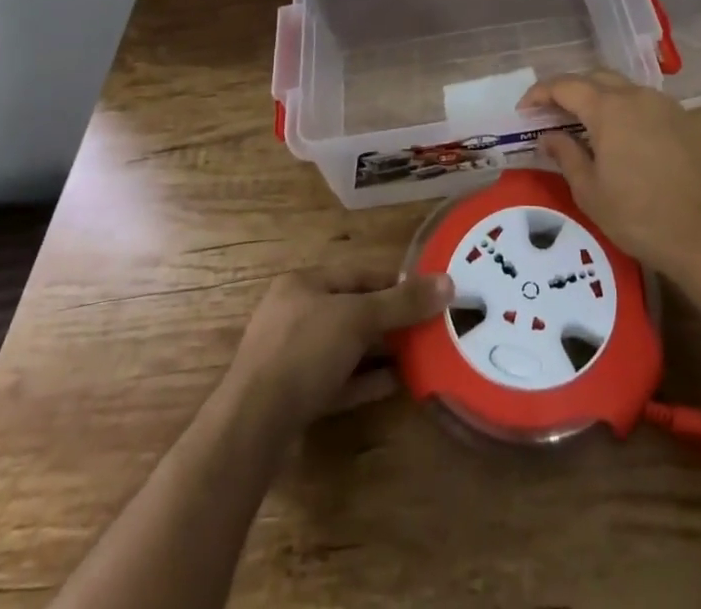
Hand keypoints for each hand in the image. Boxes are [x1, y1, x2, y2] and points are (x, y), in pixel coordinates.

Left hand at [223, 265, 451, 432]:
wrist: (252, 427)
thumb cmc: (304, 351)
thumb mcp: (358, 319)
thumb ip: (402, 303)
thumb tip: (448, 282)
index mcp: (304, 284)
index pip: (358, 274)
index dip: (395, 281)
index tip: (429, 293)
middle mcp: (295, 314)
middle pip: (353, 310)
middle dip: (390, 318)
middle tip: (429, 326)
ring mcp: (292, 357)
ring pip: (346, 347)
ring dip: (381, 350)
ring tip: (420, 354)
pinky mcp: (294, 396)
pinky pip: (338, 380)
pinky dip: (366, 379)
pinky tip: (396, 383)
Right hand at [523, 70, 700, 289]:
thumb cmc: (643, 217)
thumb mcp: (592, 193)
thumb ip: (567, 156)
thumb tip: (549, 136)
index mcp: (609, 108)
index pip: (565, 85)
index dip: (540, 93)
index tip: (524, 109)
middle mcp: (638, 96)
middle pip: (596, 78)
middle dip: (570, 90)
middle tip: (552, 114)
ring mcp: (667, 106)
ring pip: (625, 89)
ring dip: (601, 100)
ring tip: (586, 127)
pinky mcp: (689, 122)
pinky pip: (648, 105)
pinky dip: (627, 112)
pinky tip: (624, 141)